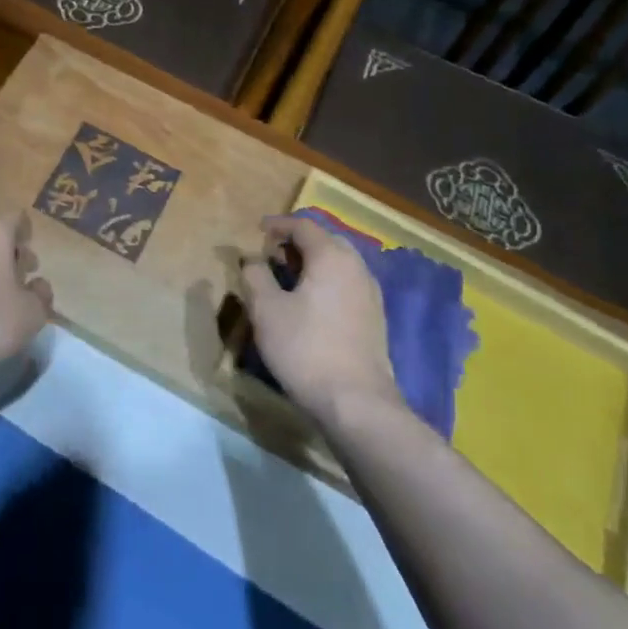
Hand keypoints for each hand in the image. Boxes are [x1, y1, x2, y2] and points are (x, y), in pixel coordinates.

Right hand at [240, 214, 400, 425]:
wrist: (357, 403)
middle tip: (271, 255)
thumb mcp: (266, 310)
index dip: (278, 225)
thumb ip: (255, 276)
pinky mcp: (375, 319)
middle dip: (297, 243)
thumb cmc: (305, 348)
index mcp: (331, 256)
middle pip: (325, 241)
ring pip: (338, 264)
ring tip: (287, 280)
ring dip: (312, 264)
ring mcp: (370, 293)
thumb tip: (252, 260)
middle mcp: (356, 267)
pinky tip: (310, 305)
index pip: (303, 225)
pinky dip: (326, 283)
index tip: (257, 231)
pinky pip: (347, 285)